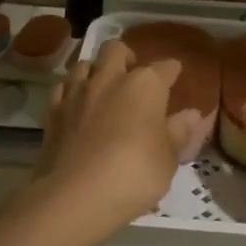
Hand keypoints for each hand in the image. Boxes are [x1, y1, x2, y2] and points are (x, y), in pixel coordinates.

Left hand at [34, 41, 206, 234]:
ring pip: (84, 64)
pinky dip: (71, 91)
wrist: (75, 196)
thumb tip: (193, 114)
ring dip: (96, 70)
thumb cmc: (134, 175)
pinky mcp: (52, 112)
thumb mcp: (168, 159)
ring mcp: (77, 93)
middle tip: (133, 75)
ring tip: (103, 88)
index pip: (165, 67)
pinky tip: (77, 105)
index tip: (176, 76)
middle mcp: (109, 78)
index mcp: (145, 85)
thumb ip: (179, 132)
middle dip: (127, 57)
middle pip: (117, 49)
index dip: (172, 71)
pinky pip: (62, 88)